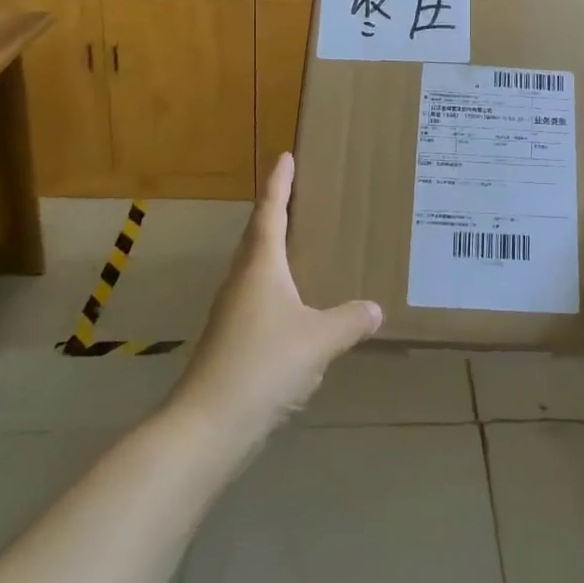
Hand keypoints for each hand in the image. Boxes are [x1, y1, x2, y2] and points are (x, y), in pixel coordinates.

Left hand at [172, 152, 382, 445]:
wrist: (208, 426)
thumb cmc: (263, 365)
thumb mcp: (318, 340)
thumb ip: (349, 321)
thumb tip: (375, 309)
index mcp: (261, 267)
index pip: (270, 212)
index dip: (279, 184)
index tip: (285, 156)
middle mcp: (243, 282)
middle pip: (259, 236)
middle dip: (277, 212)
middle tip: (301, 195)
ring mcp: (234, 313)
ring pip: (258, 269)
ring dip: (277, 251)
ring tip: (305, 245)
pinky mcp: (234, 342)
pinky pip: (262, 300)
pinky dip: (281, 289)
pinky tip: (299, 308)